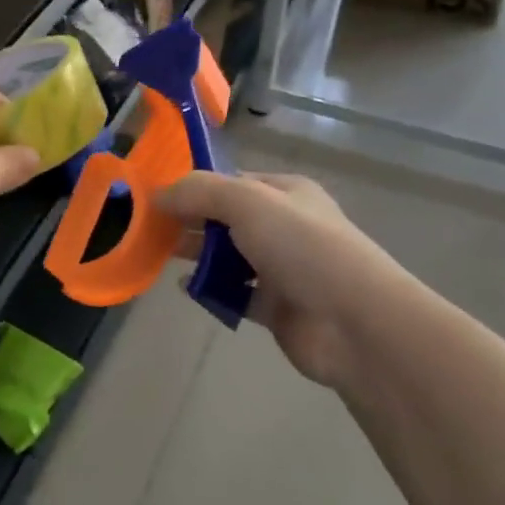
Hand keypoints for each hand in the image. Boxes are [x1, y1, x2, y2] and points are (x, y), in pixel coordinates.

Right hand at [159, 171, 423, 386]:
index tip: (155, 198)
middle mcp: (284, 226)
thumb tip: (158, 194)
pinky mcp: (277, 307)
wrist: (355, 322)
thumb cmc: (303, 248)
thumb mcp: (247, 202)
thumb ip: (199, 192)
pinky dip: (211, 290)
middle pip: (226, 219)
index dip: (193, 187)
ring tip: (161, 257)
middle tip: (149, 230)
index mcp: (285, 193)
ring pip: (228, 257)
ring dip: (198, 256)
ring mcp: (282, 268)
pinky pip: (234, 293)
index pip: (231, 182)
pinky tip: (187, 288)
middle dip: (190, 222)